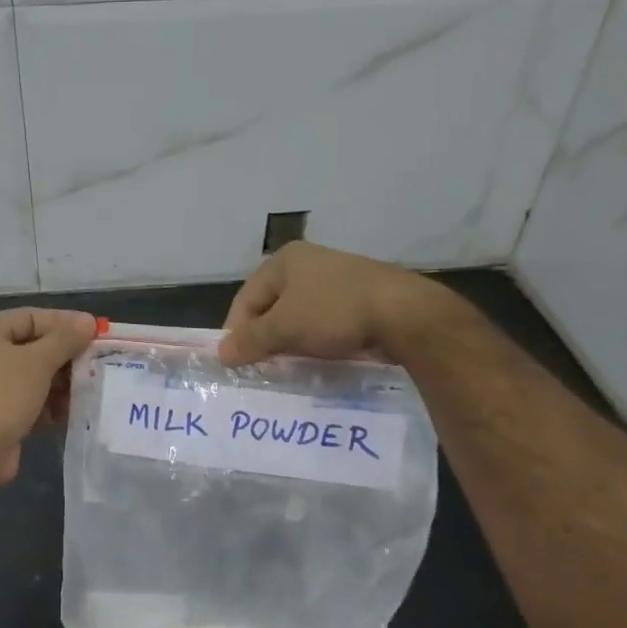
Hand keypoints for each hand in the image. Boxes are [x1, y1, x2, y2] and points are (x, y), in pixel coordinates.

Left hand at [0, 308, 97, 482]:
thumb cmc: (1, 396)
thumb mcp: (37, 362)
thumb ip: (65, 339)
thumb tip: (88, 321)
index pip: (31, 317)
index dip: (64, 322)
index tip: (96, 332)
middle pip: (34, 346)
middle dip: (66, 356)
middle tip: (97, 363)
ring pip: (35, 376)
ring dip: (62, 383)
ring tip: (87, 390)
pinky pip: (31, 400)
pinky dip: (50, 404)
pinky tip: (69, 413)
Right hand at [219, 241, 439, 365]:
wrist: (405, 313)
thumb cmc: (334, 312)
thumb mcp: (285, 328)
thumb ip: (251, 340)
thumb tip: (221, 353)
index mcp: (285, 260)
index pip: (246, 298)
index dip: (236, 330)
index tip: (235, 361)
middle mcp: (309, 263)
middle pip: (272, 305)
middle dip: (264, 337)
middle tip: (260, 367)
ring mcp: (337, 278)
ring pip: (300, 315)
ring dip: (291, 341)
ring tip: (288, 367)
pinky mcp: (361, 297)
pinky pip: (326, 321)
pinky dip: (317, 340)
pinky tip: (319, 358)